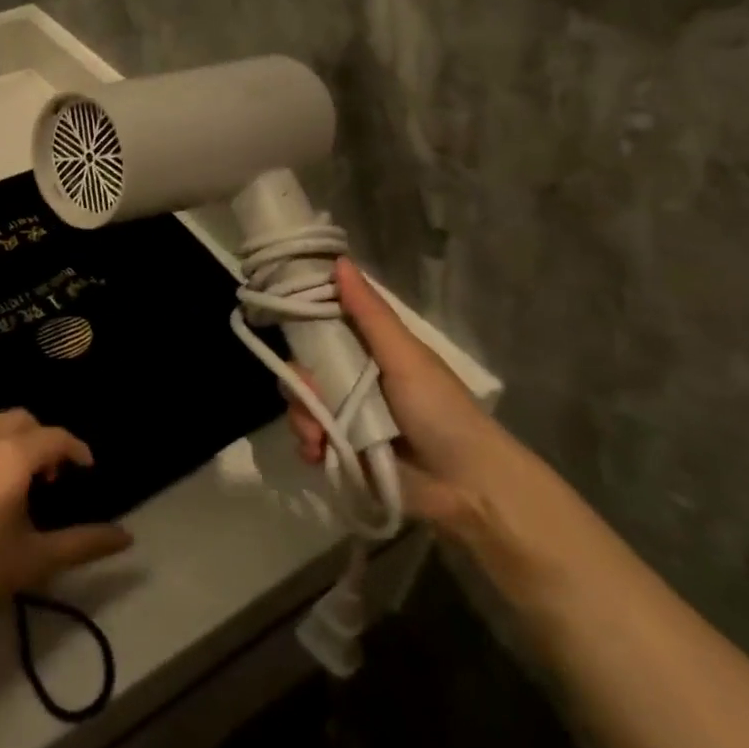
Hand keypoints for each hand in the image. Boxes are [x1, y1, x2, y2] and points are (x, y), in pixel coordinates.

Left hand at [0, 408, 132, 626]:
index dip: (77, 450)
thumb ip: (86, 543)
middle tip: (49, 478)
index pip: (57, 437)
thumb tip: (128, 538)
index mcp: (13, 455)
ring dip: (10, 435)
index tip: (87, 469)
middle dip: (43, 440)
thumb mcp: (36, 559)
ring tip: (12, 473)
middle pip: (24, 420)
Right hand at [286, 258, 511, 532]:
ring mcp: (349, 420)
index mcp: (373, 353)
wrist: (465, 486)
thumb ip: (369, 314)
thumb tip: (339, 261)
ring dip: (303, 420)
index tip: (283, 323)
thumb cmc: (440, 410)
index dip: (304, 327)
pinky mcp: (345, 454)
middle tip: (312, 399)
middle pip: (307, 371)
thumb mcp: (404, 356)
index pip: (325, 330)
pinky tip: (319, 455)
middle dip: (300, 386)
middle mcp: (357, 382)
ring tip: (319, 439)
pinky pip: (309, 442)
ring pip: (303, 406)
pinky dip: (308, 447)